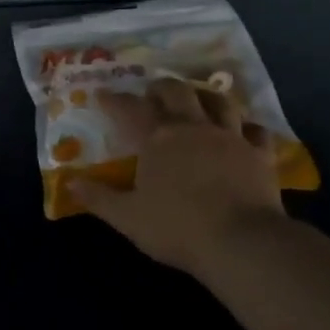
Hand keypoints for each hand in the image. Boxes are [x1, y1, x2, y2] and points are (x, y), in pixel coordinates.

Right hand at [71, 78, 284, 279]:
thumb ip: (98, 198)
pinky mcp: (259, 154)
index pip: (130, 109)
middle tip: (152, 91)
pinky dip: (246, 126)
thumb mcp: (127, 217)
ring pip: (219, 102)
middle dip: (161, 87)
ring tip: (196, 98)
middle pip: (177, 92)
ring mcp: (230, 137)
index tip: (103, 94)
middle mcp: (194, 127)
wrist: (242, 242)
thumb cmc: (177, 228)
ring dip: (204, 96)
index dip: (114, 100)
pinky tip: (243, 129)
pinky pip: (256, 130)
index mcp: (158, 139)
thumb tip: (70, 182)